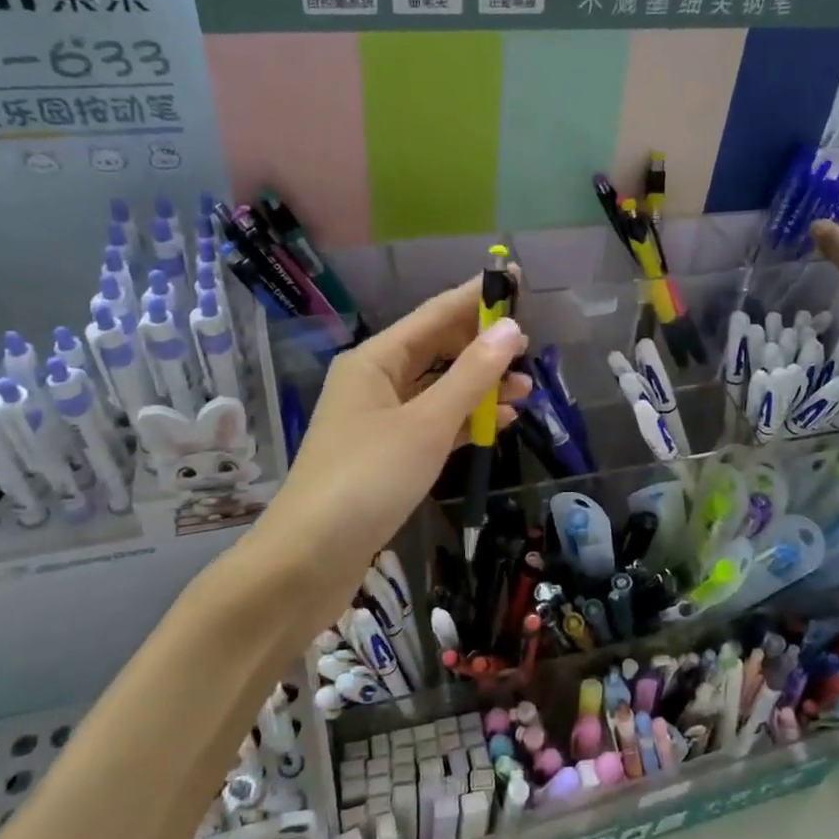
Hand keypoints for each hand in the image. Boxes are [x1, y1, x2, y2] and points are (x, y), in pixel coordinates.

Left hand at [242, 275, 529, 627]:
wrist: (309, 559)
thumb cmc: (367, 479)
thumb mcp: (426, 424)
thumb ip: (471, 376)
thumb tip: (511, 330)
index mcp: (374, 360)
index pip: (434, 315)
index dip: (476, 297)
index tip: (517, 279)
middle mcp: (374, 382)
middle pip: (436, 350)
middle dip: (481, 346)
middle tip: (529, 344)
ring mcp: (379, 421)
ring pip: (438, 389)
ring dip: (479, 386)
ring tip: (527, 388)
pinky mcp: (387, 456)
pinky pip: (433, 423)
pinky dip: (464, 420)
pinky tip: (499, 420)